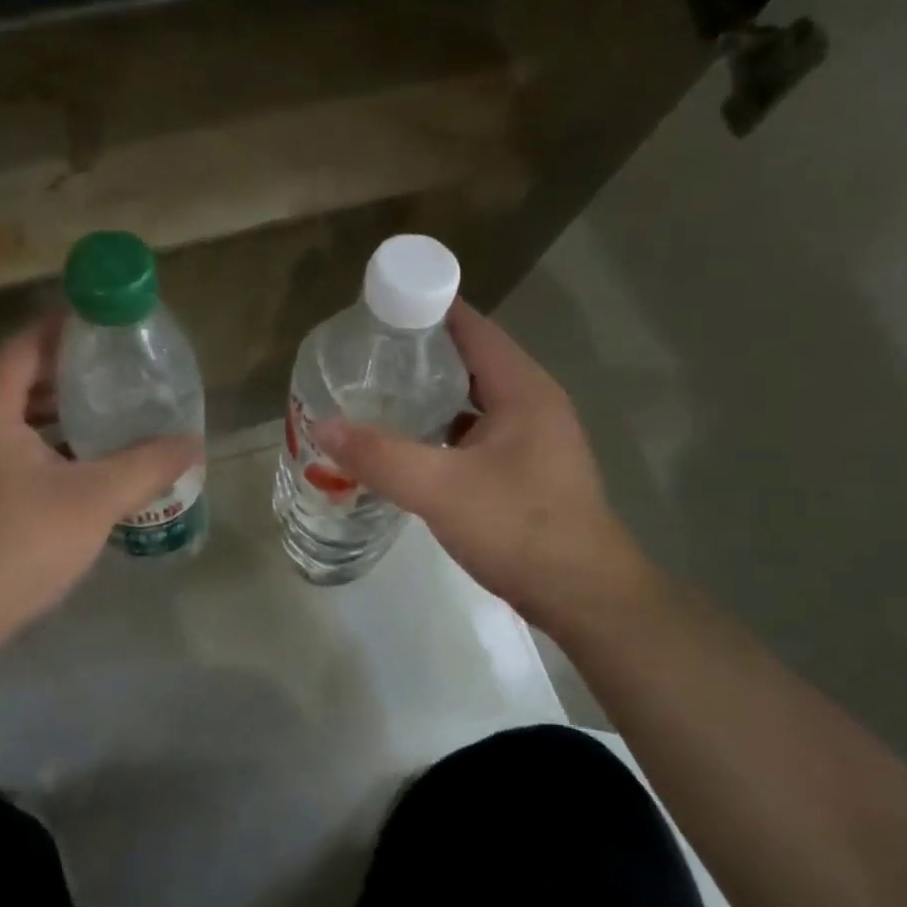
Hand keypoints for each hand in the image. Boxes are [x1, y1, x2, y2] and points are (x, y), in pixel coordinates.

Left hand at [0, 314, 200, 714]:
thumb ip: (147, 465)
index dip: (64, 327)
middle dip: (70, 369)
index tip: (108, 323)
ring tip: (111, 409)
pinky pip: (17, 449)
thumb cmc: (17, 545)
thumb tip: (194, 442)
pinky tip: (89, 462)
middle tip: (120, 367)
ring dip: (61, 409)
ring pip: (19, 417)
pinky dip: (52, 443)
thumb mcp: (94, 499)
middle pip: (21, 377)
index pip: (24, 345)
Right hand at [315, 301, 652, 631]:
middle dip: (416, 352)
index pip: (470, 326)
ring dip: (427, 392)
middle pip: (467, 359)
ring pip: (469, 398)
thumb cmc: (520, 529)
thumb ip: (380, 456)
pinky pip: (472, 432)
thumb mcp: (441, 489)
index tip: (375, 308)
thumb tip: (322, 425)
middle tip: (362, 353)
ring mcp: (529, 438)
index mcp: (521, 388)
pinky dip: (439, 428)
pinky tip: (404, 441)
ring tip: (374, 391)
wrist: (584, 597)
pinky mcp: (522, 469)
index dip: (425, 308)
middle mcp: (530, 402)